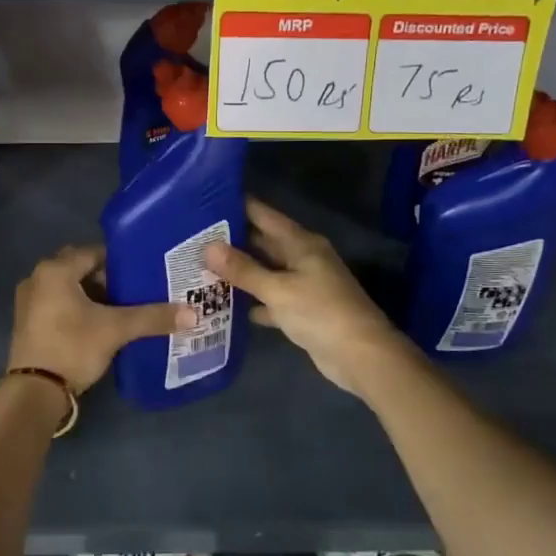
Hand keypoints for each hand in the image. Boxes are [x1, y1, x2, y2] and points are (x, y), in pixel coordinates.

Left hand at [7, 245, 191, 394]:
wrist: (34, 392)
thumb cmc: (73, 347)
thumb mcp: (116, 329)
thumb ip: (152, 317)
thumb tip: (193, 314)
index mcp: (55, 270)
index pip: (94, 252)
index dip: (120, 261)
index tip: (143, 271)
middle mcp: (37, 277)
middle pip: (79, 267)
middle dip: (105, 276)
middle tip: (134, 288)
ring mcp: (28, 300)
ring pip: (67, 286)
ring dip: (90, 292)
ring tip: (120, 306)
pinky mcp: (27, 322)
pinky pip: (57, 302)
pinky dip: (76, 306)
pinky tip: (97, 323)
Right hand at [206, 197, 412, 398]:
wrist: (360, 355)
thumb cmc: (320, 312)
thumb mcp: (278, 289)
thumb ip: (243, 269)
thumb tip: (208, 247)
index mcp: (301, 243)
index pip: (264, 215)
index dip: (238, 206)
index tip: (206, 201)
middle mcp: (303, 258)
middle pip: (263, 242)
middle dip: (232, 240)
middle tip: (194, 237)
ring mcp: (304, 284)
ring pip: (266, 271)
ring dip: (241, 271)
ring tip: (202, 267)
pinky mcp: (302, 310)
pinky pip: (271, 298)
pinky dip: (253, 301)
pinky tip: (227, 304)